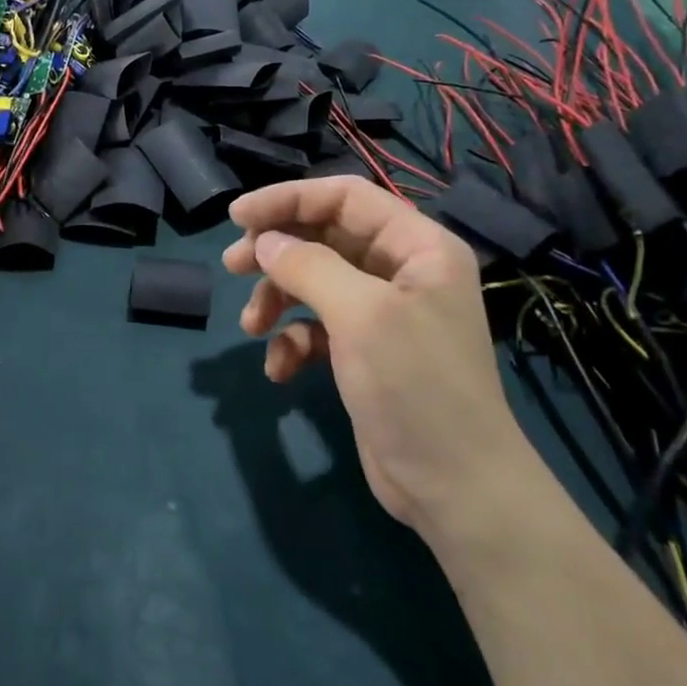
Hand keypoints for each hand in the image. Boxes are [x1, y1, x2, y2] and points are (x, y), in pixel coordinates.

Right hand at [222, 176, 531, 534]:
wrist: (454, 487)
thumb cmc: (416, 386)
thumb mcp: (361, 315)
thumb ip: (309, 267)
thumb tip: (265, 242)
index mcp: (417, 246)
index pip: (345, 197)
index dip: (289, 199)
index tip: (238, 217)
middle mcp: (401, 270)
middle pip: (324, 237)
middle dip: (276, 251)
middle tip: (233, 266)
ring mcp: (381, 312)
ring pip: (313, 282)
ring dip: (277, 298)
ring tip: (251, 326)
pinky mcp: (363, 351)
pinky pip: (316, 327)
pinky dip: (292, 341)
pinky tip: (279, 369)